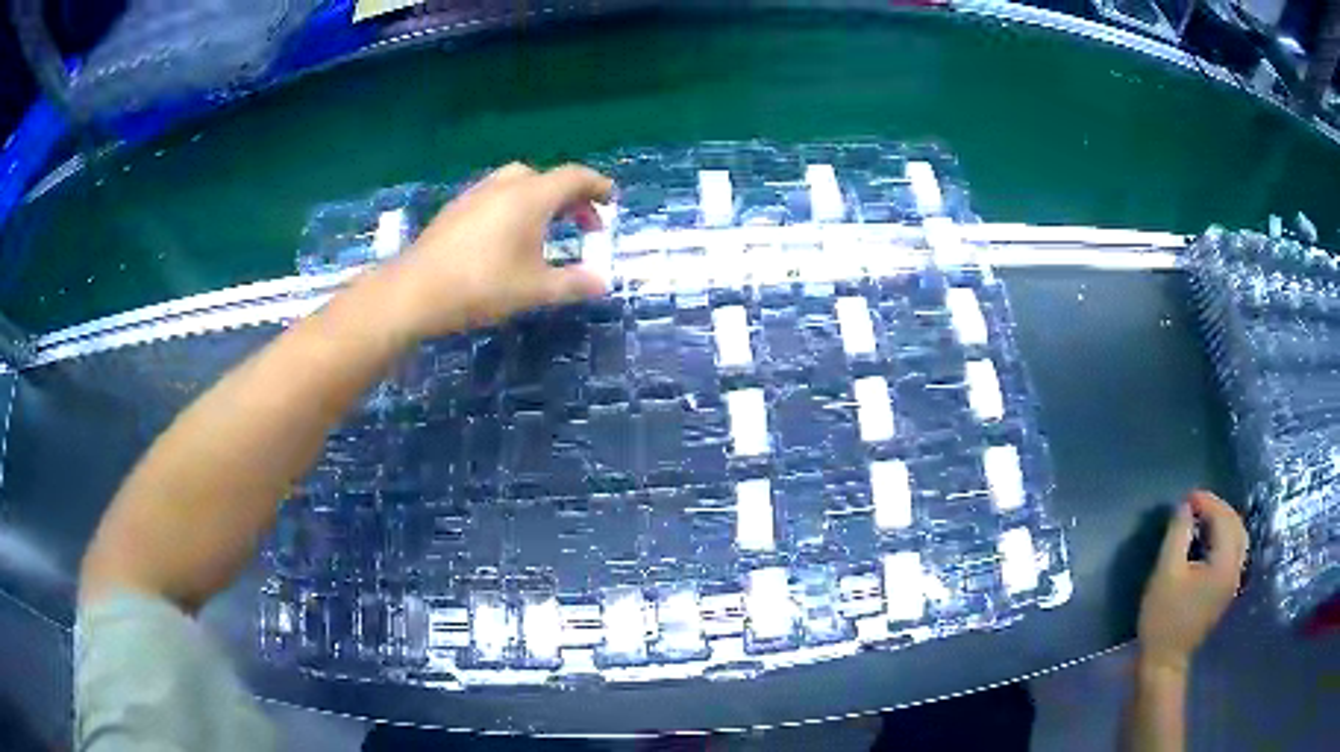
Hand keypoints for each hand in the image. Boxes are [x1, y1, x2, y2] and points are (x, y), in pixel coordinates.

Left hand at [378, 162, 612, 339]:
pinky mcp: (455, 209)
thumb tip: (601, 282)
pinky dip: (514, 206)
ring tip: (545, 229)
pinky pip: (495, 195)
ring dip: (540, 199)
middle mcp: (504, 186)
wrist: (415, 291)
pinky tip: (507, 237)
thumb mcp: (535, 290)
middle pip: (546, 177)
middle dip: (570, 196)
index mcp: (530, 196)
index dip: (598, 186)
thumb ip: (573, 283)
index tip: (611, 201)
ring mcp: (475, 195)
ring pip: (517, 183)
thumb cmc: (481, 286)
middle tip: (581, 223)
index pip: (574, 177)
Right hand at [1137, 490, 1247, 674]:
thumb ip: (1178, 535)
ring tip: (1202, 517)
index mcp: (1224, 564)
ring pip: (1238, 537)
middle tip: (1195, 504)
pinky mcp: (1226, 589)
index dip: (1207, 502)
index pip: (1223, 519)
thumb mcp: (1166, 573)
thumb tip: (1185, 508)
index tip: (1187, 497)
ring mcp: (1233, 581)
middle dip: (1217, 508)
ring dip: (1223, 521)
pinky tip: (1208, 539)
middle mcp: (1235, 569)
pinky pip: (1233, 551)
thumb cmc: (1163, 618)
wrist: (1164, 661)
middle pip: (1235, 525)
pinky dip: (1224, 536)